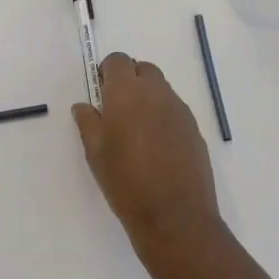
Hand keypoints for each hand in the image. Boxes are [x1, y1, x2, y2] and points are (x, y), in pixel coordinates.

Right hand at [72, 53, 221, 251]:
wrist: (175, 217)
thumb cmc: (126, 182)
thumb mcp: (95, 153)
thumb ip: (88, 122)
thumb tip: (84, 106)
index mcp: (127, 93)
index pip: (118, 61)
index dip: (107, 71)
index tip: (101, 93)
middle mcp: (156, 93)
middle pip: (143, 69)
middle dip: (130, 80)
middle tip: (118, 109)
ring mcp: (179, 110)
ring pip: (161, 89)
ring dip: (147, 98)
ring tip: (137, 131)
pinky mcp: (194, 129)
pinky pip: (175, 110)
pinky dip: (163, 116)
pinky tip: (156, 146)